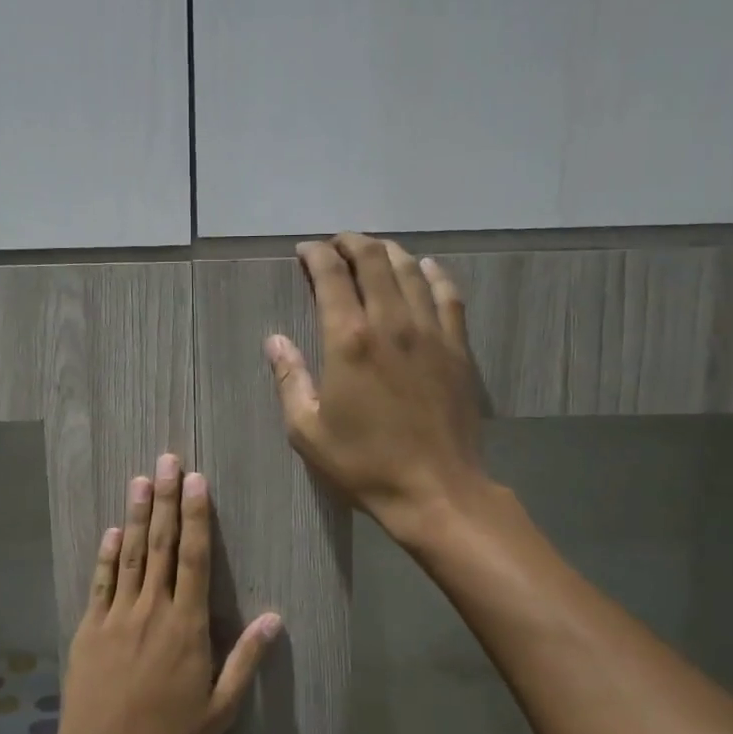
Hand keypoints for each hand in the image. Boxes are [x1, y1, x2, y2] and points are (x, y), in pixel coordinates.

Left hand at [54, 453, 281, 733]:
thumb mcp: (219, 709)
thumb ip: (245, 660)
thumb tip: (274, 617)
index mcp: (186, 627)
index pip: (195, 559)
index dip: (196, 517)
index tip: (197, 482)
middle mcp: (151, 611)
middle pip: (161, 546)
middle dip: (166, 501)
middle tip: (167, 461)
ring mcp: (116, 617)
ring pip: (130, 556)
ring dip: (137, 516)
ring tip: (140, 480)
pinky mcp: (89, 629)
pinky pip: (100, 583)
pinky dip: (107, 554)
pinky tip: (113, 530)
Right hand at [266, 234, 488, 541]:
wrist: (436, 489)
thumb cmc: (364, 464)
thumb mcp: (308, 431)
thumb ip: (289, 380)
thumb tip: (275, 341)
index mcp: (348, 341)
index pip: (330, 277)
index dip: (315, 256)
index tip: (305, 251)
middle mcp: (391, 323)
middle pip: (372, 261)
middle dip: (350, 243)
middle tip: (335, 244)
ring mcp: (430, 332)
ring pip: (410, 271)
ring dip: (387, 252)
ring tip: (372, 250)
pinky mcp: (457, 348)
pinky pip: (448, 295)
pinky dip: (433, 274)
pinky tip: (425, 268)